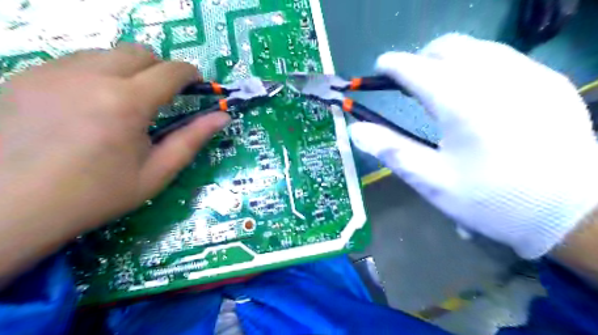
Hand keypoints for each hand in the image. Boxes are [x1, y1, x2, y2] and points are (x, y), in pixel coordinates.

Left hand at [0, 43, 229, 280]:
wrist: (14, 208)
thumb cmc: (98, 194)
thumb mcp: (157, 172)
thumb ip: (192, 139)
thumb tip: (222, 116)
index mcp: (127, 103)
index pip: (171, 71)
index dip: (190, 74)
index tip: (197, 84)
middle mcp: (90, 76)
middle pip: (139, 52)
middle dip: (161, 68)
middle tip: (163, 96)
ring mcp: (53, 72)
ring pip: (107, 53)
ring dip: (128, 70)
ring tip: (126, 102)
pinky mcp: (26, 76)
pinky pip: (75, 62)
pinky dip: (96, 74)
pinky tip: (90, 104)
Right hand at [348, 34, 596, 258]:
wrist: (576, 212)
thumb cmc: (493, 200)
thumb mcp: (432, 181)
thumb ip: (391, 150)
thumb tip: (355, 130)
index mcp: (461, 102)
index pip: (416, 67)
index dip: (392, 65)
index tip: (379, 68)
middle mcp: (495, 77)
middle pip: (447, 47)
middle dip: (421, 58)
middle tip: (409, 82)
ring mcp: (528, 75)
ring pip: (477, 47)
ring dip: (449, 60)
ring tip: (439, 86)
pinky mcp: (549, 82)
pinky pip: (504, 58)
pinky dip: (478, 65)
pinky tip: (477, 93)